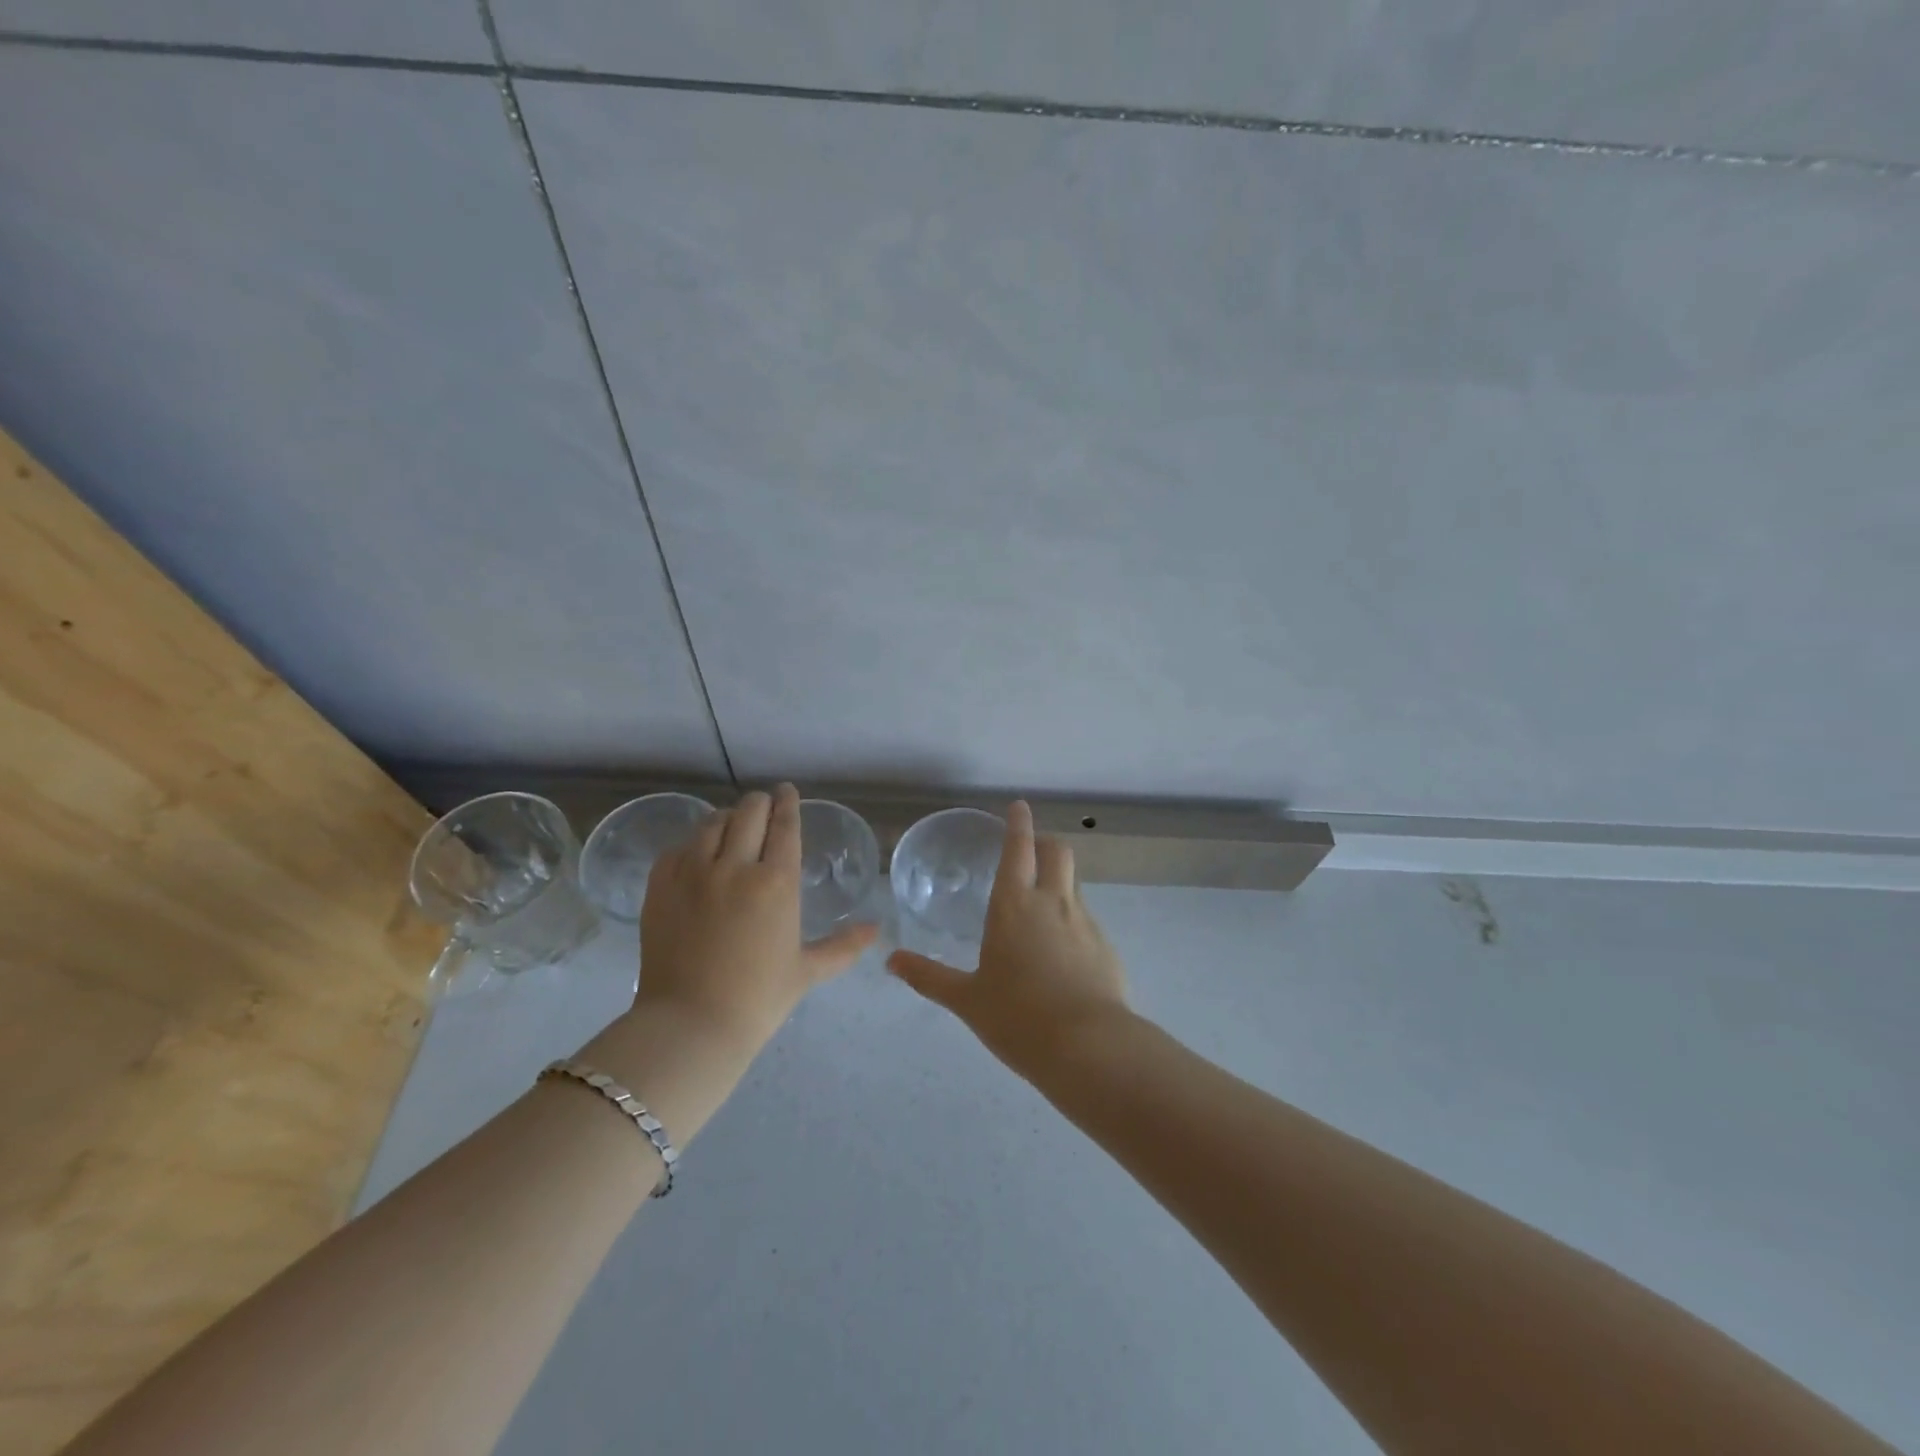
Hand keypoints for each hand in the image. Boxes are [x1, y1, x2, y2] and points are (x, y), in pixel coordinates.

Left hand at [636, 783, 876, 1047]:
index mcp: (776, 882)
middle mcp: (735, 866)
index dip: (788, 802)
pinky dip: (692, 843)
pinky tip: (698, 853)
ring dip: (727, 818)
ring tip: (732, 826)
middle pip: (749, 812)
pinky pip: (678, 848)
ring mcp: (692, 873)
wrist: (690, 1025)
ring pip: (711, 823)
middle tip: (764, 806)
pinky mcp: (660, 886)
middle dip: (760, 803)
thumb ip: (843, 946)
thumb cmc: (758, 999)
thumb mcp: (807, 971)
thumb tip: (876, 930)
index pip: (785, 825)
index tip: (788, 791)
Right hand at [887, 801, 1129, 1079]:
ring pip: (1074, 883)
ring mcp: (1085, 922)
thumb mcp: (967, 999)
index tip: (1019, 806)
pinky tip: (1064, 951)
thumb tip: (891, 961)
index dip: (1018, 824)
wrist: (1088, 1047)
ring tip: (1043, 904)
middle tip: (1031, 851)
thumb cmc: (1017, 1017)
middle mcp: (1052, 903)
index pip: (1018, 849)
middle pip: (1057, 852)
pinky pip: (1087, 919)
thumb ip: (929, 976)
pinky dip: (1073, 919)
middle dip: (1044, 843)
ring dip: (1059, 880)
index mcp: (1014, 905)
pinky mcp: (1106, 947)